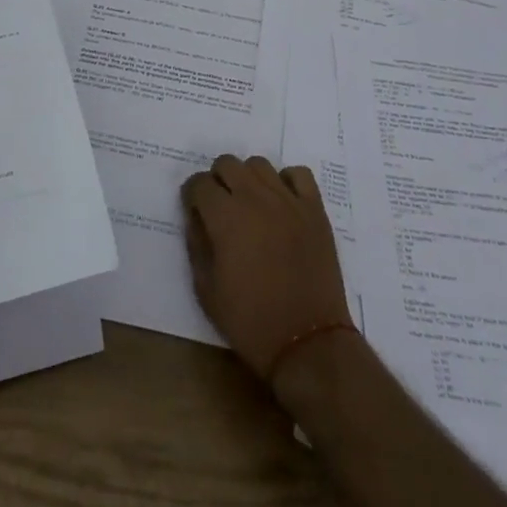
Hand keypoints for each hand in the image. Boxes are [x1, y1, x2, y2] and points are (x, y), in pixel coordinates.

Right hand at [182, 154, 354, 381]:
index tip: (195, 211)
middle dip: (217, 180)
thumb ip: (196, 246)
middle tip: (220, 207)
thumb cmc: (251, 322)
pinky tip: (282, 202)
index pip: (198, 183)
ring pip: (259, 164)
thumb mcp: (207, 291)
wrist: (307, 343)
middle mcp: (254, 198)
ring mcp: (288, 200)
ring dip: (248, 178)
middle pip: (227, 163)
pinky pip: (298, 174)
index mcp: (225, 217)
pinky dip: (287, 181)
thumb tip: (196, 218)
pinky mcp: (314, 209)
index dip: (192, 196)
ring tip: (250, 204)